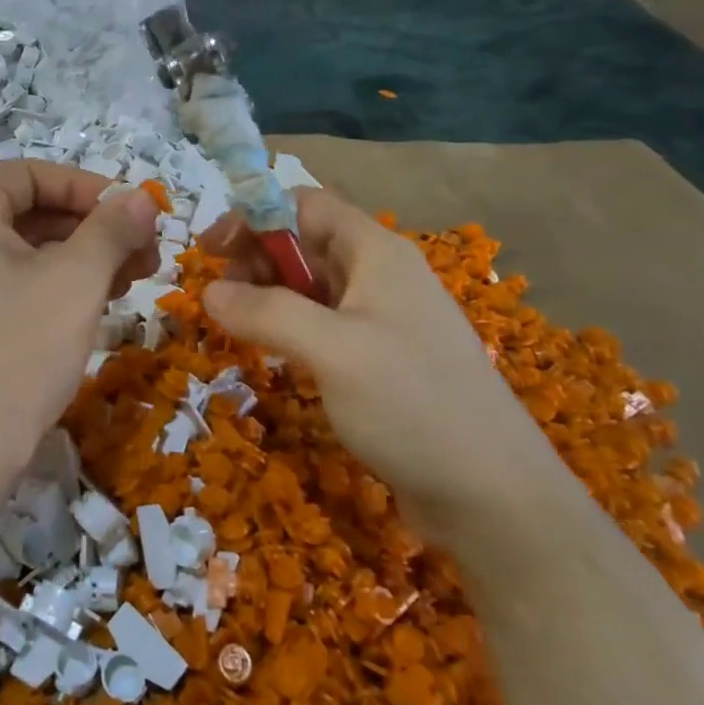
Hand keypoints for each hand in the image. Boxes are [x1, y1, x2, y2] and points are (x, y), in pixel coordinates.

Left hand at [0, 163, 158, 483]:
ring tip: (135, 278)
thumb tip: (142, 196)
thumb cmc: (20, 348)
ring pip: (30, 252)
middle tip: (145, 250)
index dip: (83, 185)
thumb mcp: (77, 280)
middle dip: (93, 227)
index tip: (128, 211)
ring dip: (85, 257)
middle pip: (31, 213)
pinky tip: (102, 303)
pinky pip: (19, 284)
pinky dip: (61, 285)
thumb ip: (112, 229)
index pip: (28, 175)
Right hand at [202, 189, 564, 537]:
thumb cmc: (414, 405)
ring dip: (268, 295)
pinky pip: (323, 326)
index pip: (306, 205)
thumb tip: (209, 291)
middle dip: (256, 257)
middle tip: (219, 295)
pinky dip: (289, 328)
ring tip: (235, 324)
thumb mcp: (333, 350)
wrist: (494, 498)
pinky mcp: (379, 362)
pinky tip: (271, 352)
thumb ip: (267, 312)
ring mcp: (382, 321)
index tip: (211, 250)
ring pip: (312, 287)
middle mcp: (381, 277)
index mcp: (377, 253)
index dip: (255, 216)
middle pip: (306, 243)